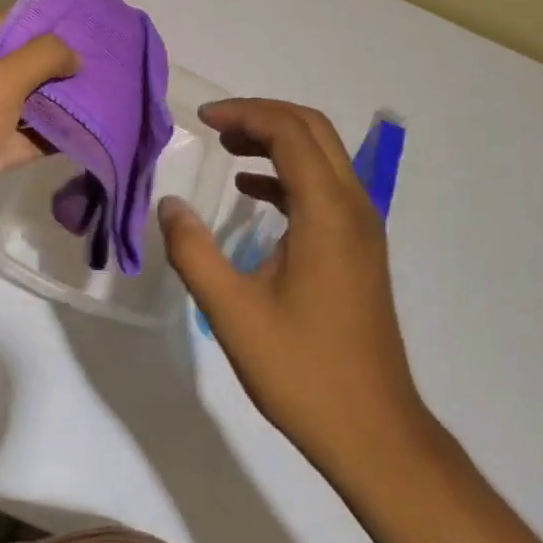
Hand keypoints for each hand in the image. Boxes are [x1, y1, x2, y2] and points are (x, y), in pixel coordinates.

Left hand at [0, 14, 78, 268]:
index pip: (7, 24)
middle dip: (58, 64)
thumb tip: (74, 55)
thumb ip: (41, 59)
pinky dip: (52, 133)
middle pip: (19, 62)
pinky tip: (88, 128)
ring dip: (59, 99)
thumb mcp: (0, 84)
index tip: (87, 28)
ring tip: (102, 91)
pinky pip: (27, 134)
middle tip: (102, 63)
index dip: (45, 25)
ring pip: (26, 100)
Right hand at [158, 98, 429, 479]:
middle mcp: (353, 207)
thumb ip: (194, 252)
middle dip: (263, 117)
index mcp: (327, 211)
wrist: (373, 429)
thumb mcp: (232, 313)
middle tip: (215, 126)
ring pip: (323, 157)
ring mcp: (362, 228)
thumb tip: (169, 204)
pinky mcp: (360, 249)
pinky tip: (252, 194)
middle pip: (313, 131)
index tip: (202, 119)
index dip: (245, 113)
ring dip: (277, 143)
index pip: (290, 131)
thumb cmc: (302, 370)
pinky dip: (289, 177)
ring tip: (228, 150)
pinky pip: (325, 189)